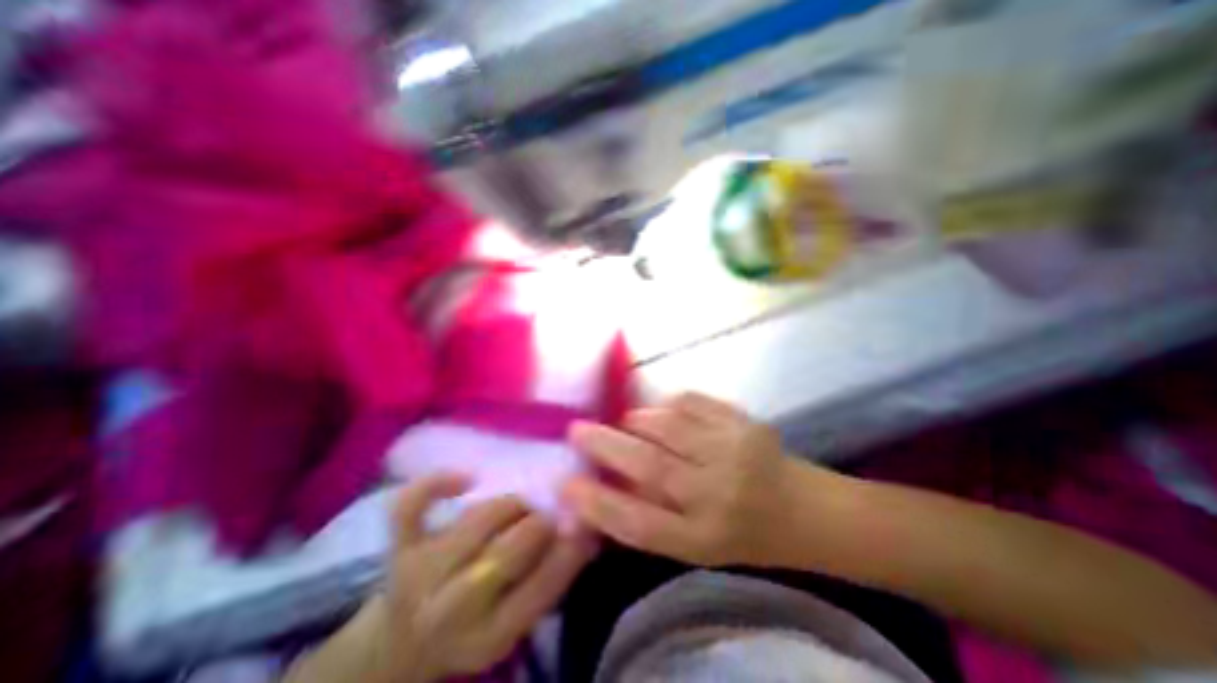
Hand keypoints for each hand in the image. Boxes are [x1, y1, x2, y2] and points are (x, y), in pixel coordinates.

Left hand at [373, 475, 596, 681]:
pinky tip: (467, 478)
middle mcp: (450, 609)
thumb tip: (587, 529)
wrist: (405, 640)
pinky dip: (437, 483)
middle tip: (548, 514)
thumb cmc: (476, 623)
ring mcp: (419, 572)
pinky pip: (411, 506)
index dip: (569, 550)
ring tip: (520, 507)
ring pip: (478, 519)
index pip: (539, 590)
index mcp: (488, 636)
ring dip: (511, 505)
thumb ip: (553, 576)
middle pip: (505, 553)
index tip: (588, 520)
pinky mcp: (399, 546)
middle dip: (537, 525)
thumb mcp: (518, 614)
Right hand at [566, 393, 820, 568]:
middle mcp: (717, 496)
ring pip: (667, 426)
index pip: (639, 523)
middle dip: (605, 445)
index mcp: (703, 539)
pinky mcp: (743, 422)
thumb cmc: (742, 534)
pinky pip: (691, 402)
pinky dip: (668, 403)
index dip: (598, 503)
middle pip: (650, 466)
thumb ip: (652, 518)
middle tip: (577, 430)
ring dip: (637, 419)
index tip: (566, 484)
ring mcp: (732, 452)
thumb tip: (602, 488)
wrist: (804, 509)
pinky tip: (664, 411)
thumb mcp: (696, 545)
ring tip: (625, 421)